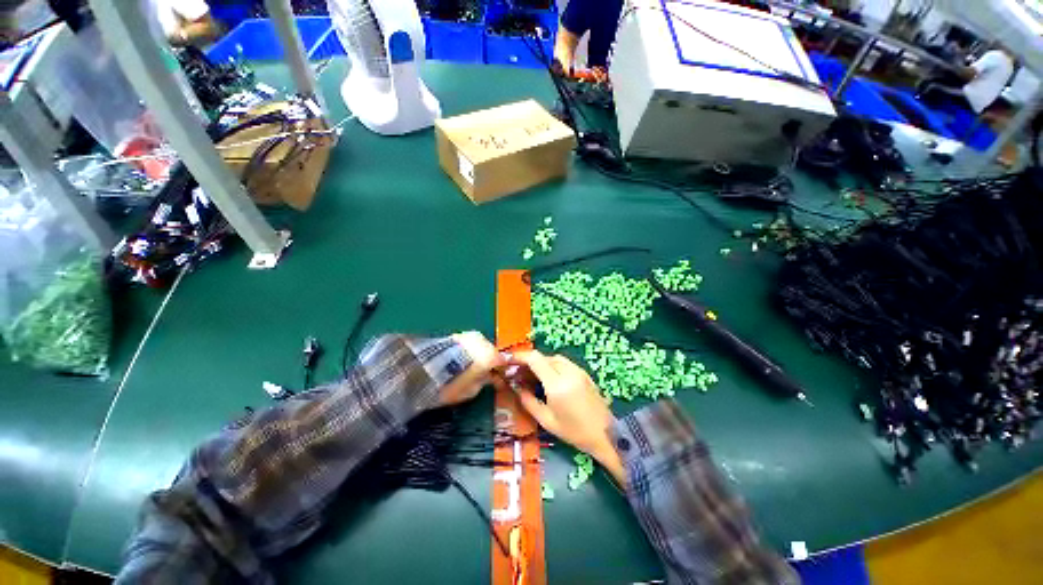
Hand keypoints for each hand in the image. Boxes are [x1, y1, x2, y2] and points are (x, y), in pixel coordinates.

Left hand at [439, 332, 504, 406]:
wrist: (423, 370)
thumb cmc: (452, 384)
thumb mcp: (471, 391)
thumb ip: (484, 381)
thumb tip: (487, 377)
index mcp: (491, 355)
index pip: (503, 361)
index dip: (502, 370)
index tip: (499, 379)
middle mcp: (483, 341)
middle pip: (491, 351)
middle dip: (488, 362)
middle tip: (483, 374)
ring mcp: (468, 335)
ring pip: (478, 346)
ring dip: (477, 355)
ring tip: (468, 368)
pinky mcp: (455, 334)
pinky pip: (467, 344)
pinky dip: (466, 351)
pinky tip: (459, 361)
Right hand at [510, 351, 624, 483]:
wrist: (606, 434)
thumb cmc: (574, 432)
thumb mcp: (547, 421)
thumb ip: (529, 402)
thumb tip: (517, 388)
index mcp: (557, 384)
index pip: (535, 359)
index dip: (520, 357)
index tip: (509, 361)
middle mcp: (568, 372)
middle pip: (544, 357)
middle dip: (529, 362)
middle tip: (519, 374)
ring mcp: (578, 370)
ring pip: (554, 358)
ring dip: (541, 363)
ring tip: (532, 377)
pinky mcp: (584, 373)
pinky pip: (564, 363)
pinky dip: (552, 366)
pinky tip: (549, 379)